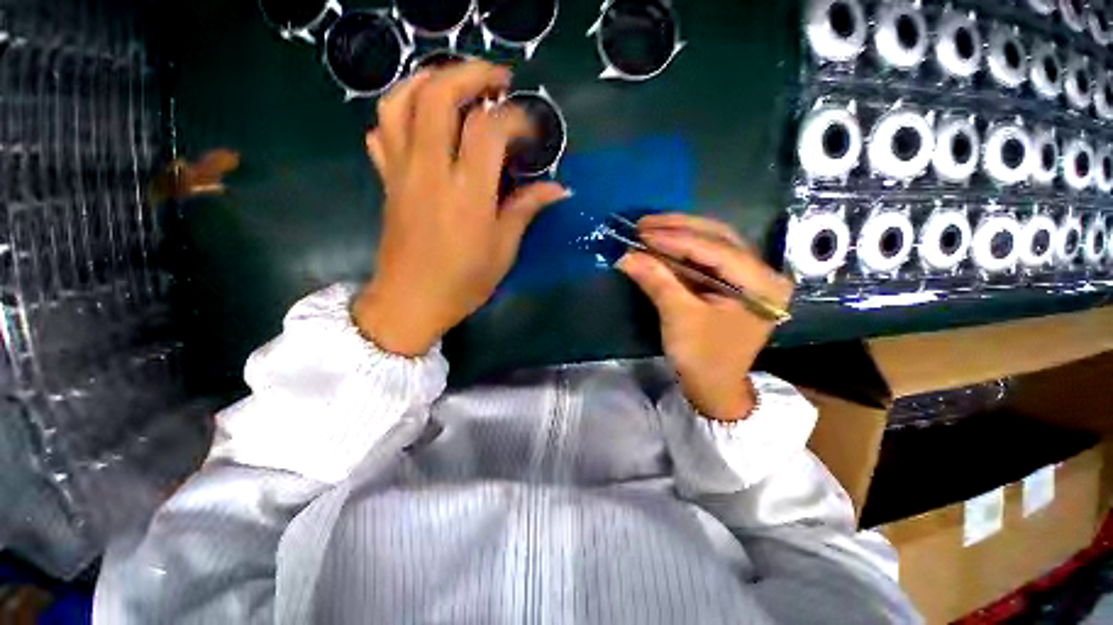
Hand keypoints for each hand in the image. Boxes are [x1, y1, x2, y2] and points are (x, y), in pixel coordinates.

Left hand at [354, 61, 569, 355]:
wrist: (411, 301)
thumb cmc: (463, 282)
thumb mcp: (503, 250)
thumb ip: (525, 209)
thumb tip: (557, 188)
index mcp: (467, 193)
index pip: (489, 130)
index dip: (514, 118)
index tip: (530, 129)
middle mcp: (430, 171)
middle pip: (438, 95)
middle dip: (470, 74)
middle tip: (496, 79)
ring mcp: (402, 172)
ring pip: (400, 102)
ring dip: (428, 80)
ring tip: (454, 84)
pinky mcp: (387, 180)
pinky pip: (383, 131)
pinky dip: (400, 112)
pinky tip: (421, 120)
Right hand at [617, 214, 792, 421]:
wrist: (714, 387)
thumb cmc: (703, 357)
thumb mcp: (679, 318)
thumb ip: (657, 281)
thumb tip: (626, 255)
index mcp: (761, 283)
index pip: (716, 249)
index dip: (676, 239)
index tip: (642, 233)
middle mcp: (762, 272)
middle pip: (719, 237)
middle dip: (679, 228)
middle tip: (644, 224)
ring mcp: (748, 276)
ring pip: (712, 243)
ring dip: (679, 235)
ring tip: (649, 229)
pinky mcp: (732, 283)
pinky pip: (707, 258)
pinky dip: (681, 251)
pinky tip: (661, 245)